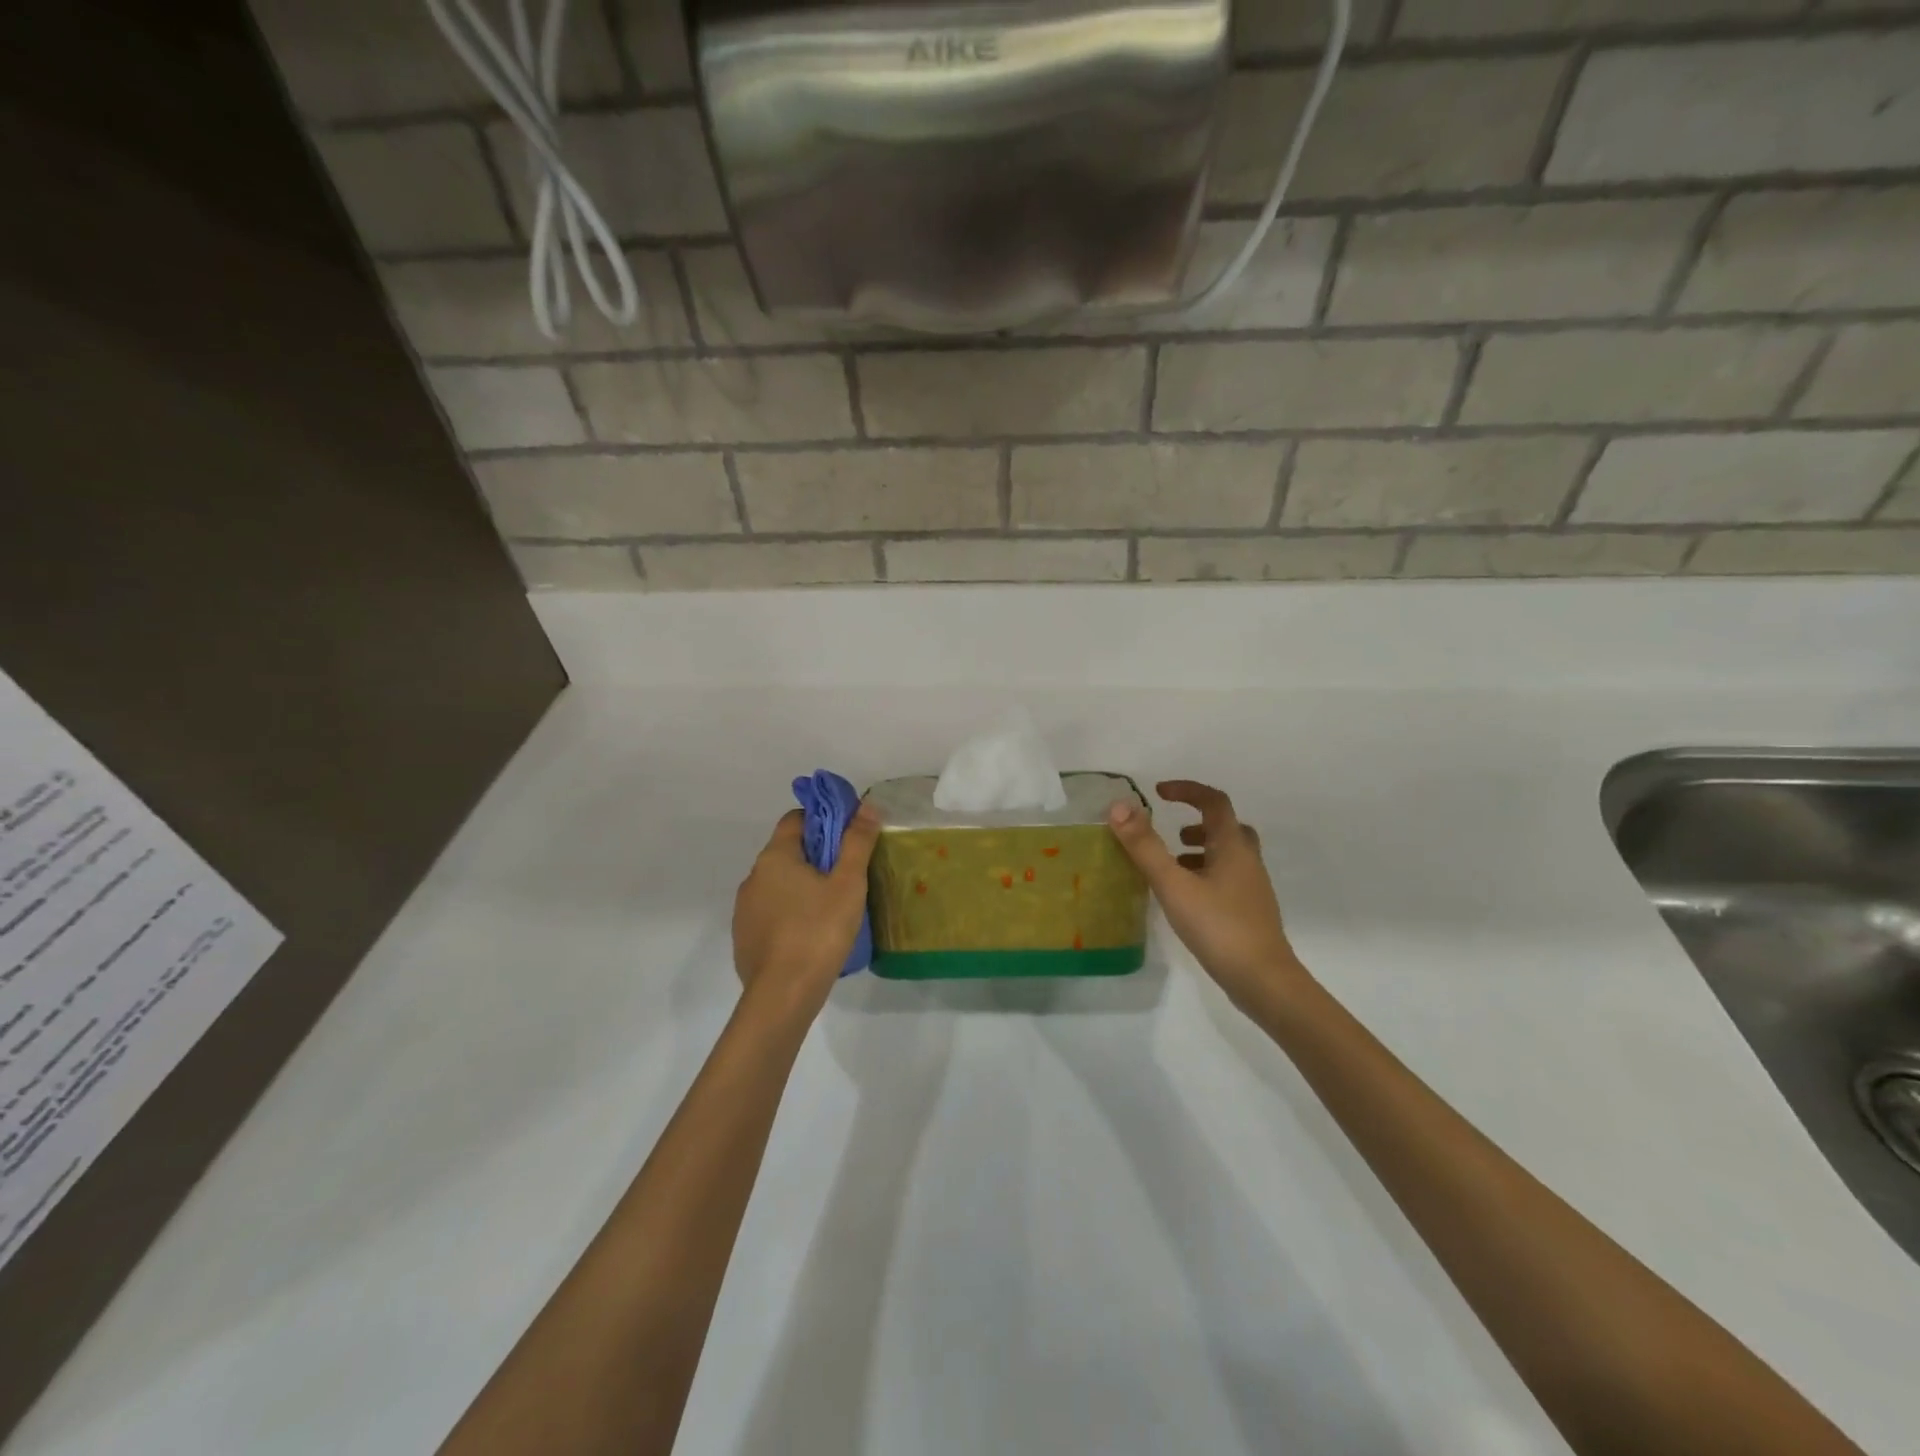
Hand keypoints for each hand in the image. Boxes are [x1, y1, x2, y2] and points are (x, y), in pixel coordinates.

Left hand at [732, 805, 879, 1015]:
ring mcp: (744, 909)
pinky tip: (811, 934)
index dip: (823, 820)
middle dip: (816, 856)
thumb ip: (857, 842)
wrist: (783, 995)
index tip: (848, 837)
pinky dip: (790, 913)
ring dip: (802, 886)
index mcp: (775, 857)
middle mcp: (753, 877)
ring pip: (778, 884)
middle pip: (787, 852)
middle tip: (848, 874)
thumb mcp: (848, 884)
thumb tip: (867, 806)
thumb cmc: (819, 931)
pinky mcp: (744, 938)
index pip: (796, 819)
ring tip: (832, 907)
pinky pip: (771, 913)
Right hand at [1108, 780, 1308, 1005]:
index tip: (1159, 792)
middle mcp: (1247, 861)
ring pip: (1228, 855)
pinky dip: (1205, 874)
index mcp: (1233, 846)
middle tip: (1171, 833)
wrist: (1263, 980)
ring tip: (1171, 865)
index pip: (1214, 802)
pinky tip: (1185, 898)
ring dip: (1200, 850)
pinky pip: (1227, 879)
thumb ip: (1145, 846)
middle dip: (1197, 822)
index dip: (1187, 790)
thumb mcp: (1173, 884)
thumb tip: (1119, 807)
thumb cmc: (1218, 926)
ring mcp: (1252, 888)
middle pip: (1227, 827)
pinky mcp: (1250, 912)